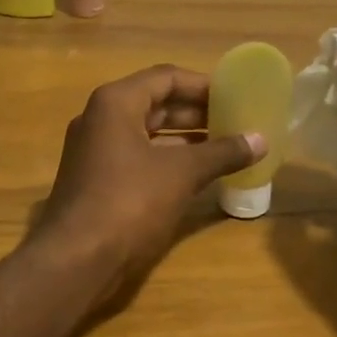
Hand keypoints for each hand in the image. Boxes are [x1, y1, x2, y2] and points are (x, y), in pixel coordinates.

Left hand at [34, 65, 264, 305]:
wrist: (75, 259)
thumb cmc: (129, 201)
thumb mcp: (182, 173)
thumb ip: (222, 152)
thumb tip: (260, 140)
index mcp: (116, 102)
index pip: (166, 77)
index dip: (203, 85)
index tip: (235, 96)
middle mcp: (100, 118)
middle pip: (155, 103)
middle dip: (196, 113)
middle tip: (235, 121)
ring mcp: (94, 150)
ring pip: (147, 133)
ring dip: (184, 138)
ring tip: (224, 146)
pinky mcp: (96, 179)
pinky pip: (138, 157)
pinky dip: (167, 160)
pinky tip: (197, 174)